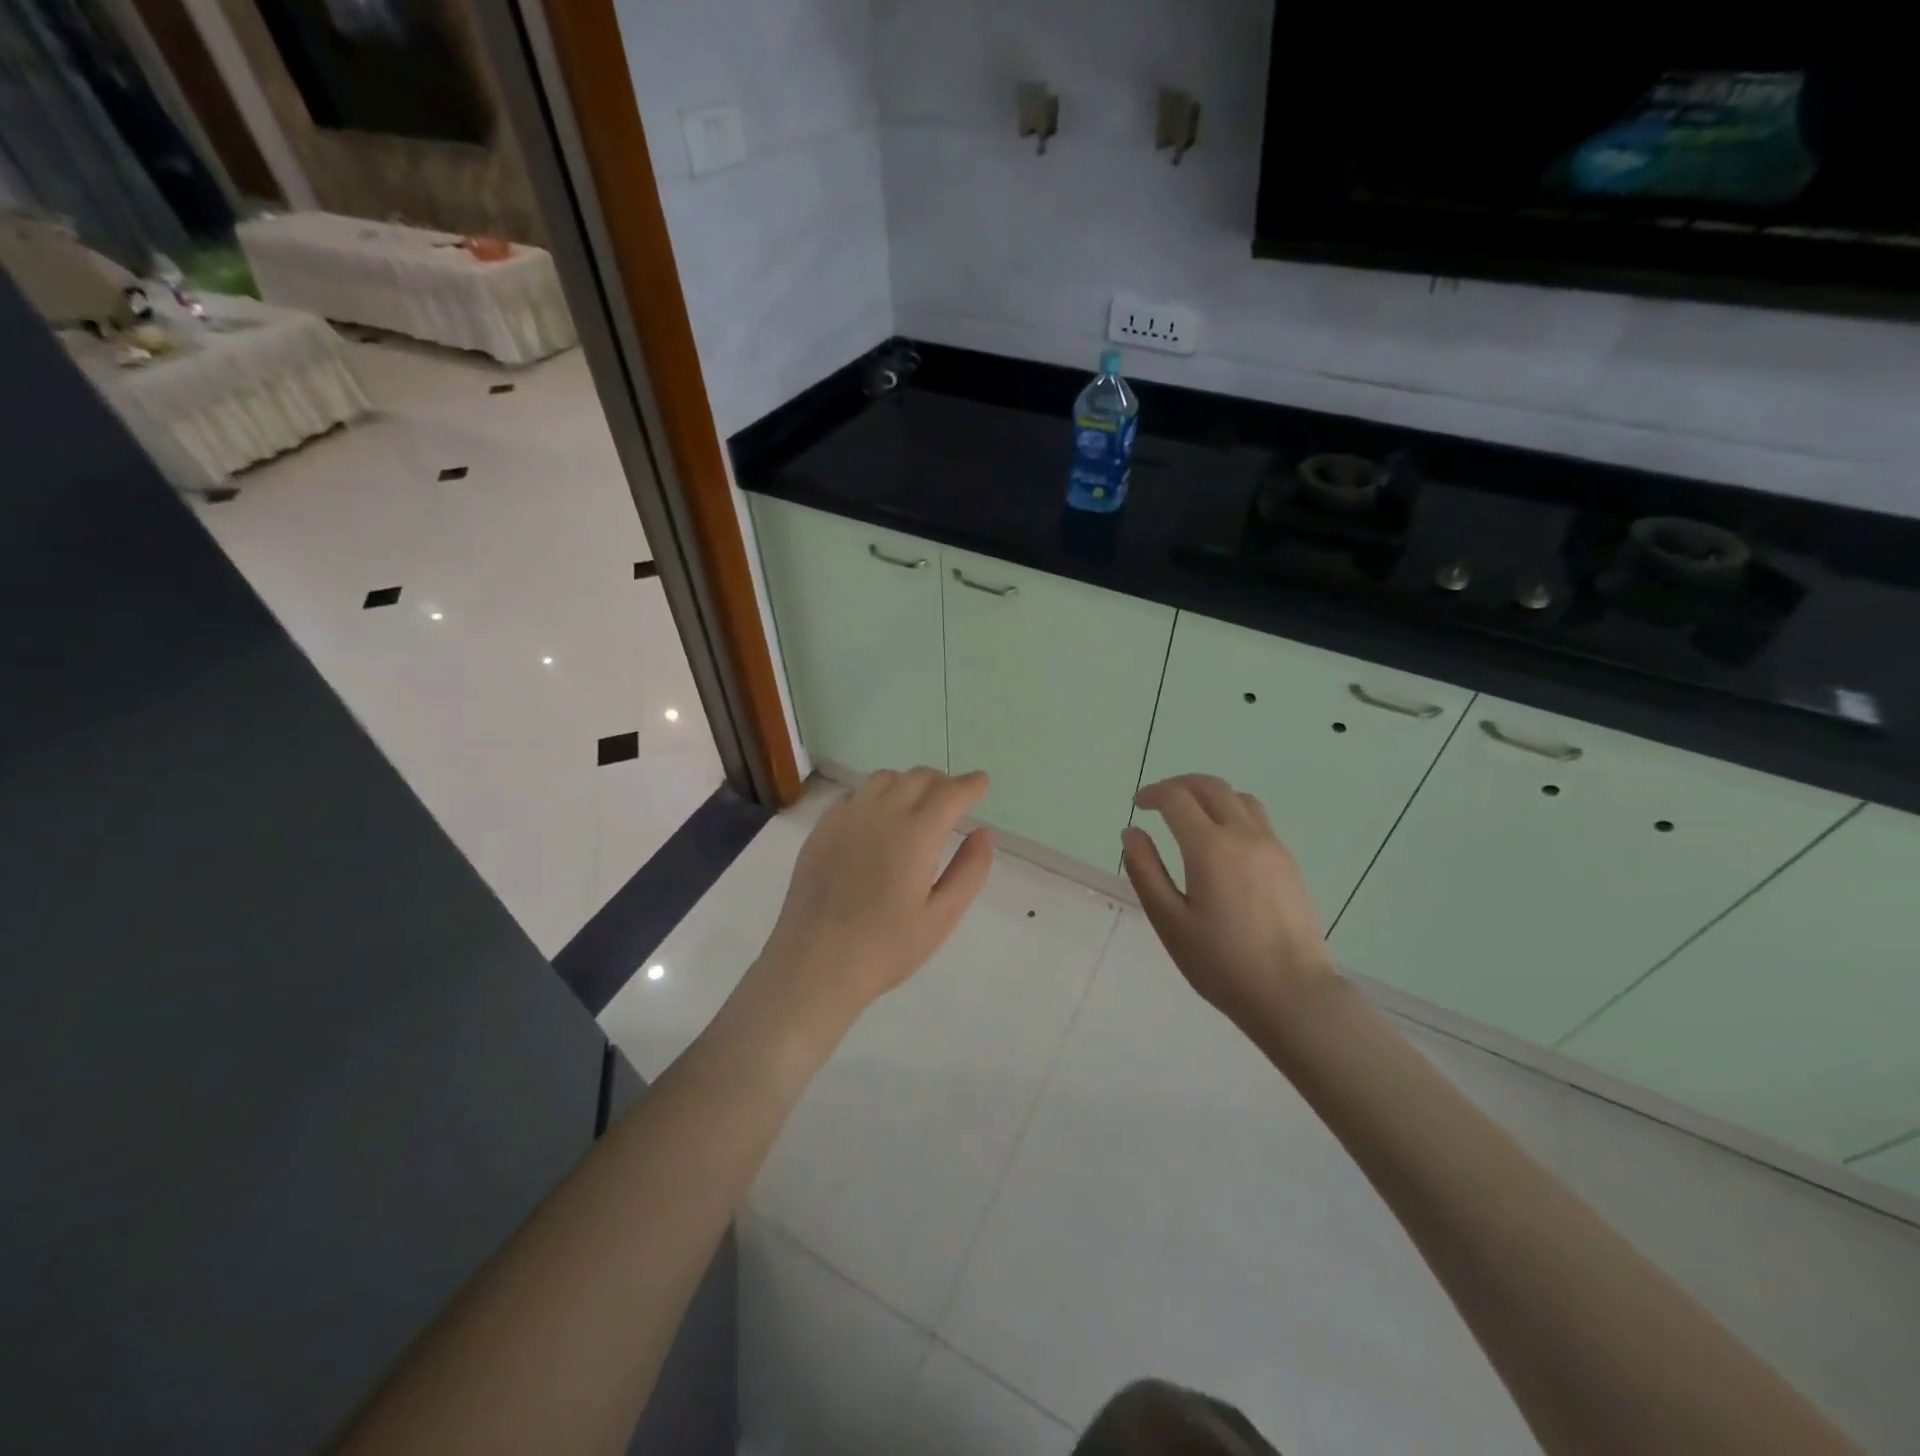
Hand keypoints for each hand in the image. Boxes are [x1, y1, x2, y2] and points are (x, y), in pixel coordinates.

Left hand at [752, 768, 994, 1033]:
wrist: (814, 962)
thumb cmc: (886, 946)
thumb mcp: (942, 917)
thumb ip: (969, 870)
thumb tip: (984, 833)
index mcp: (917, 833)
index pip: (951, 792)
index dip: (971, 785)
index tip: (982, 784)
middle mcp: (882, 812)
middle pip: (919, 777)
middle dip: (942, 783)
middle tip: (953, 801)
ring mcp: (846, 816)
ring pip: (885, 779)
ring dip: (908, 784)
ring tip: (916, 806)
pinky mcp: (821, 828)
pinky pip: (855, 794)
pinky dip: (876, 795)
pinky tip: (877, 819)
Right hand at [1121, 774, 1335, 1031]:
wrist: (1293, 994)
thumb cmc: (1221, 963)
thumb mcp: (1169, 921)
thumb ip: (1146, 871)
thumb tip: (1131, 833)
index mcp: (1211, 848)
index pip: (1177, 798)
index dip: (1153, 794)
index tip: (1137, 805)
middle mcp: (1244, 835)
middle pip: (1211, 787)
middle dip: (1180, 785)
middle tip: (1158, 800)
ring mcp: (1273, 847)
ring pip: (1239, 798)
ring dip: (1209, 795)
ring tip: (1190, 815)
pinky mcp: (1289, 862)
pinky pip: (1257, 820)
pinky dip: (1231, 813)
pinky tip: (1221, 843)